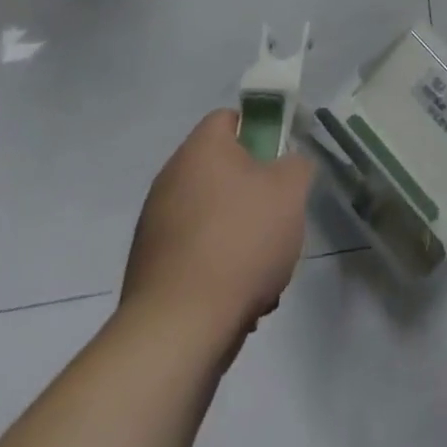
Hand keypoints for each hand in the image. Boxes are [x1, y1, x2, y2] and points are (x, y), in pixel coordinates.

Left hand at [122, 109, 313, 336]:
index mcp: (201, 149)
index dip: (260, 131)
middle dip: (254, 192)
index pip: (229, 118)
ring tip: (264, 268)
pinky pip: (195, 253)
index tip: (279, 160)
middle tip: (278, 215)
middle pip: (223, 170)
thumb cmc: (240, 241)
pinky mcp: (149, 268)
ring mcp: (155, 225)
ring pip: (212, 215)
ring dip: (239, 234)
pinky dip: (218, 267)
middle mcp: (170, 179)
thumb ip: (296, 164)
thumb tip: (287, 165)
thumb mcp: (290, 191)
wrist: (179, 328)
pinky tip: (239, 297)